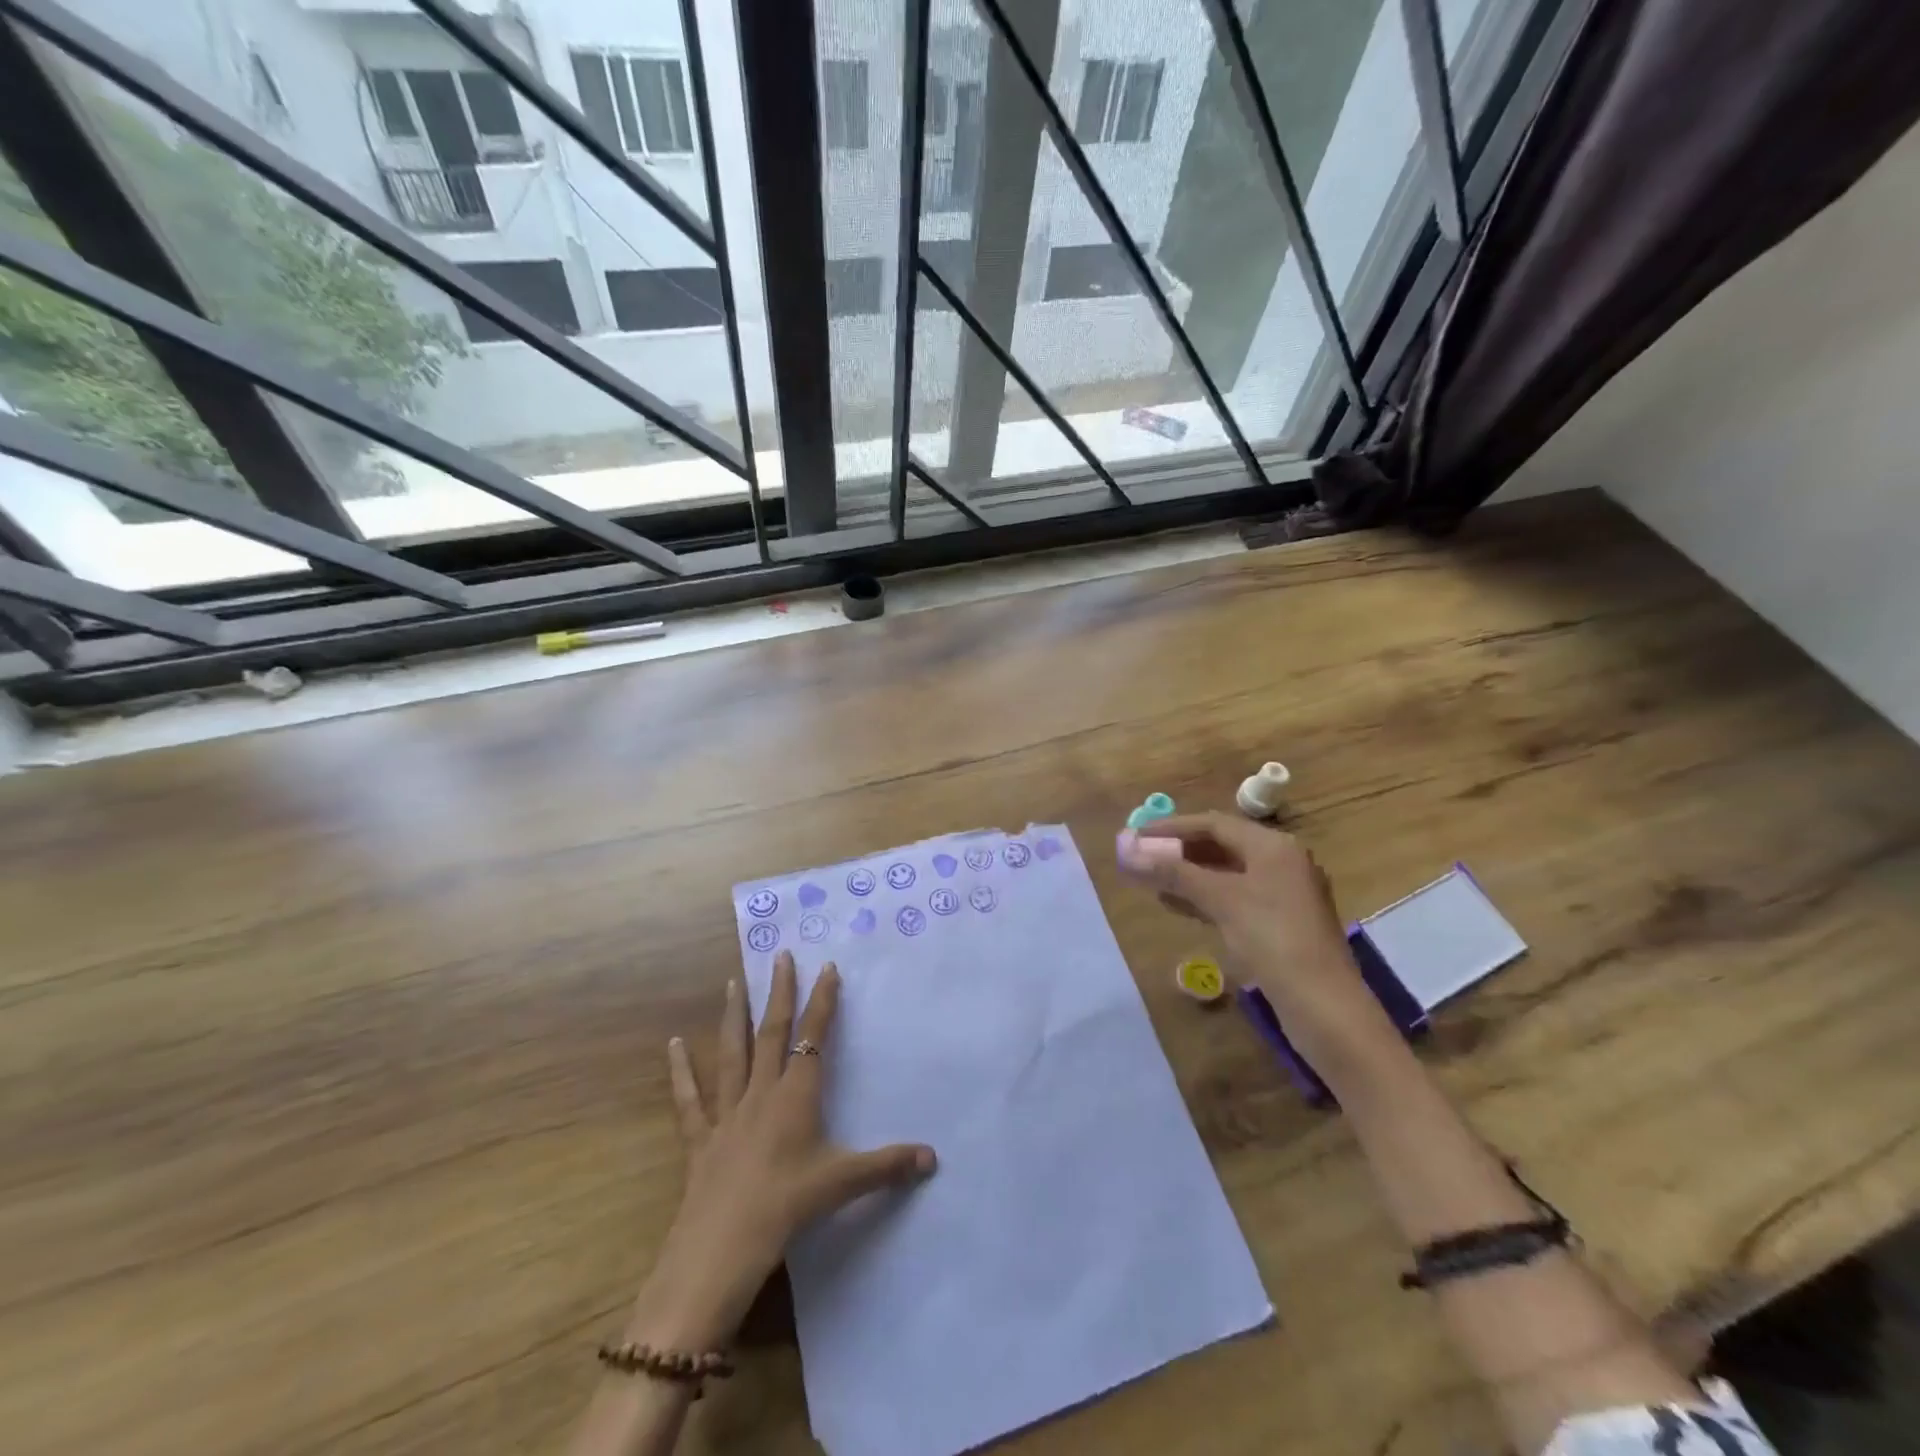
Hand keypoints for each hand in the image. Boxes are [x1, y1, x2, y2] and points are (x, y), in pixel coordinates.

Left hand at [626, 951, 936, 1351]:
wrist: (719, 1252)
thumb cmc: (785, 1209)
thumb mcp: (842, 1184)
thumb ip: (887, 1167)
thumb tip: (933, 1157)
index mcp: (796, 1097)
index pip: (813, 1038)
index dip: (822, 1001)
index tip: (827, 967)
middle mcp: (761, 1093)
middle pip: (772, 1033)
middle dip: (780, 993)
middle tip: (780, 956)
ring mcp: (726, 1113)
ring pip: (731, 1054)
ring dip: (733, 1016)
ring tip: (733, 982)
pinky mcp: (699, 1139)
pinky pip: (689, 1099)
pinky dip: (680, 1071)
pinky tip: (672, 1044)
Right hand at [1116, 812, 1395, 1069]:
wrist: (1325, 1008)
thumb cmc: (1274, 941)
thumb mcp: (1222, 901)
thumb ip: (1174, 873)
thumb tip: (1127, 850)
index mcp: (1274, 846)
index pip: (1214, 824)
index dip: (1172, 828)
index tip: (1136, 836)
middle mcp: (1281, 863)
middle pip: (1221, 846)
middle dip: (1179, 851)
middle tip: (1141, 857)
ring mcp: (1283, 895)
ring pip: (1226, 874)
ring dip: (1188, 875)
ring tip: (1151, 881)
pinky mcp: (1280, 925)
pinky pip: (1234, 898)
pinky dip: (1204, 897)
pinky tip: (1177, 905)